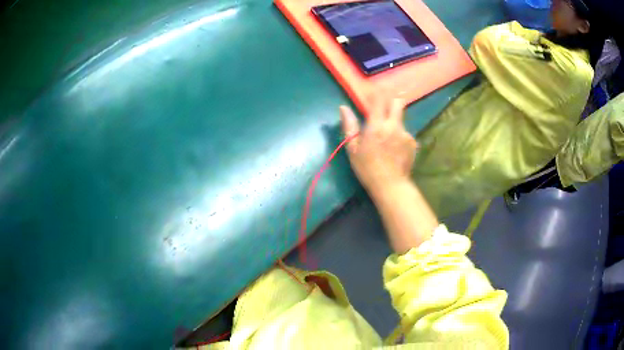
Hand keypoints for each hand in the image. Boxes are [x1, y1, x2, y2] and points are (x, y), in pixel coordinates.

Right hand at [340, 98, 417, 193]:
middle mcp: (393, 126)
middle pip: (398, 102)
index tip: (373, 90)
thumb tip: (343, 108)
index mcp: (376, 126)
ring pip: (400, 119)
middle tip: (383, 106)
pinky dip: (398, 136)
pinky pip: (405, 133)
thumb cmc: (367, 168)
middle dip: (391, 100)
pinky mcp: (412, 142)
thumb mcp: (352, 148)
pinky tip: (394, 149)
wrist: (391, 185)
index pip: (379, 100)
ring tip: (387, 138)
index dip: (376, 92)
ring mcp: (405, 134)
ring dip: (393, 121)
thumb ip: (349, 125)